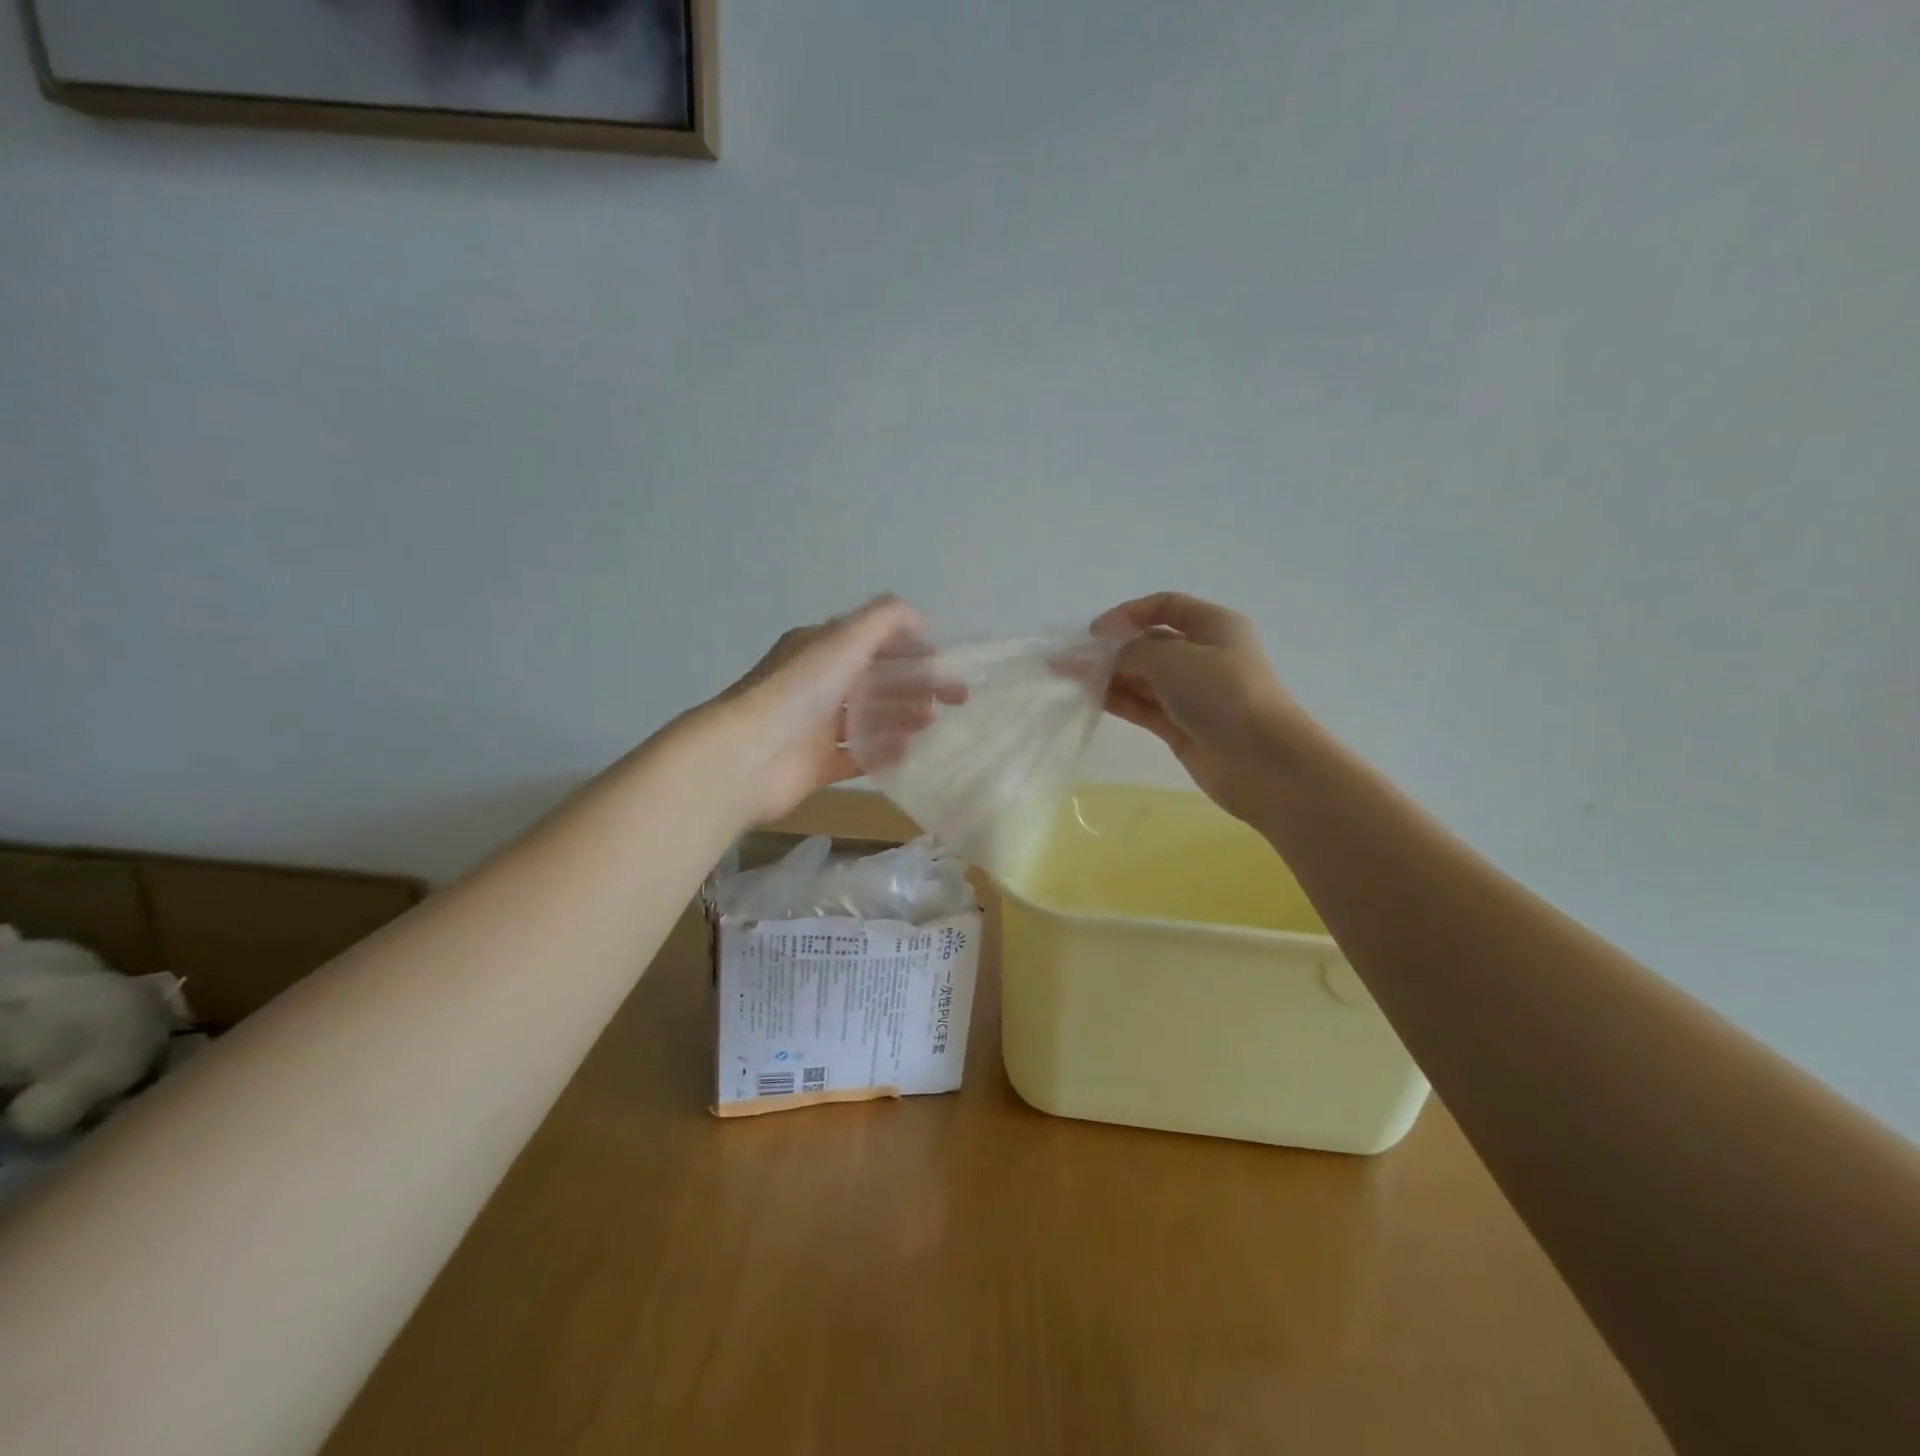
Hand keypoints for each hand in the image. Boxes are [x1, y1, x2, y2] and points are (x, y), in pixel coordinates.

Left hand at [694, 597, 926, 825]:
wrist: (748, 756)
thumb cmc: (799, 691)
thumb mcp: (844, 640)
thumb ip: (884, 619)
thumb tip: (919, 615)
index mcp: (820, 649)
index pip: (874, 642)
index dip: (913, 649)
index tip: (947, 665)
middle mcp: (818, 683)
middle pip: (877, 681)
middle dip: (916, 686)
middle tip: (954, 701)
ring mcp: (815, 726)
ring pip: (869, 717)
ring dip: (902, 717)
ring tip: (930, 724)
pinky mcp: (815, 763)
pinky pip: (856, 755)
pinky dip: (882, 753)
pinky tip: (907, 753)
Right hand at [1091, 592, 1307, 821]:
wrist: (1262, 761)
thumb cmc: (1223, 694)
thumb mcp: (1174, 659)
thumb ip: (1132, 653)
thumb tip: (1107, 660)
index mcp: (1214, 625)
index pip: (1165, 606)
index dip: (1128, 613)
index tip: (1094, 632)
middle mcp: (1204, 656)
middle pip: (1149, 644)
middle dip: (1110, 649)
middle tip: (1068, 660)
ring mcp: (1193, 694)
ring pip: (1143, 677)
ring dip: (1108, 676)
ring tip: (1069, 679)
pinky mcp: (1182, 727)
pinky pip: (1143, 706)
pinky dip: (1118, 700)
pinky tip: (1090, 698)